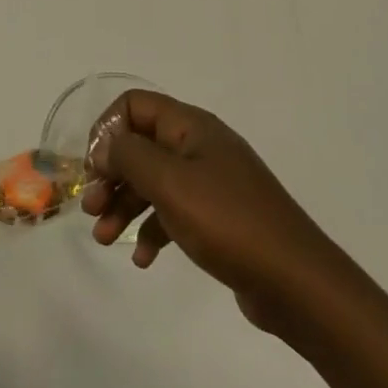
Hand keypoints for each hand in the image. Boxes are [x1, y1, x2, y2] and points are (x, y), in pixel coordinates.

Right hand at [82, 91, 340, 330]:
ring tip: (104, 239)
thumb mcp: (170, 183)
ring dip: (124, 205)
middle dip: (111, 174)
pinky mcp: (218, 217)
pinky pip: (173, 212)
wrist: (296, 282)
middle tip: (91, 209)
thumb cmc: (228, 222)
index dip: (108, 130)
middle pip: (141, 145)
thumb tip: (105, 145)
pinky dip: (152, 229)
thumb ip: (130, 156)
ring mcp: (211, 182)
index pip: (135, 105)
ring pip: (154, 181)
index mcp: (191, 126)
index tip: (92, 169)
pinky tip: (141, 259)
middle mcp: (200, 146)